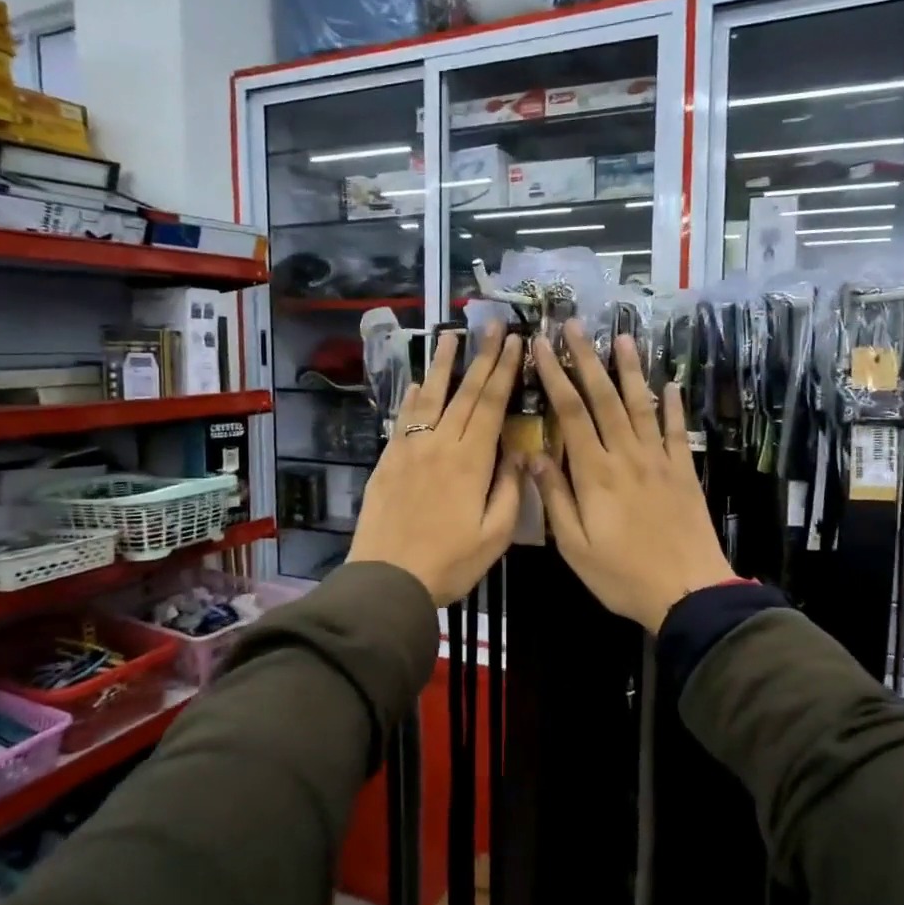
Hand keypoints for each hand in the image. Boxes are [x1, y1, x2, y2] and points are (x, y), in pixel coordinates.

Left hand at [348, 323, 523, 606]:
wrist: (387, 579)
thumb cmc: (449, 563)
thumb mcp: (494, 536)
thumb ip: (509, 490)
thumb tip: (516, 453)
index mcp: (471, 461)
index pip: (491, 405)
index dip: (503, 371)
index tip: (513, 342)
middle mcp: (440, 445)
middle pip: (464, 393)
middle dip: (480, 356)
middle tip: (490, 325)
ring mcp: (410, 450)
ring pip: (430, 398)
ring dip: (442, 365)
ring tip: (449, 335)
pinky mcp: (388, 461)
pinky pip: (404, 420)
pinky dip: (413, 398)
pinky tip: (418, 383)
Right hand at [528, 323, 735, 631]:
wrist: (687, 592)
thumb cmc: (622, 574)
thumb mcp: (574, 545)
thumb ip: (554, 497)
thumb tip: (532, 455)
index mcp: (595, 473)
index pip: (571, 413)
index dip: (556, 376)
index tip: (543, 347)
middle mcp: (627, 456)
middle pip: (604, 398)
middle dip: (588, 358)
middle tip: (576, 325)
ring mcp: (659, 461)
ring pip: (641, 406)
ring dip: (630, 370)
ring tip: (624, 336)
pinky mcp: (684, 472)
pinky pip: (677, 431)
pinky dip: (673, 406)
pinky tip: (670, 385)